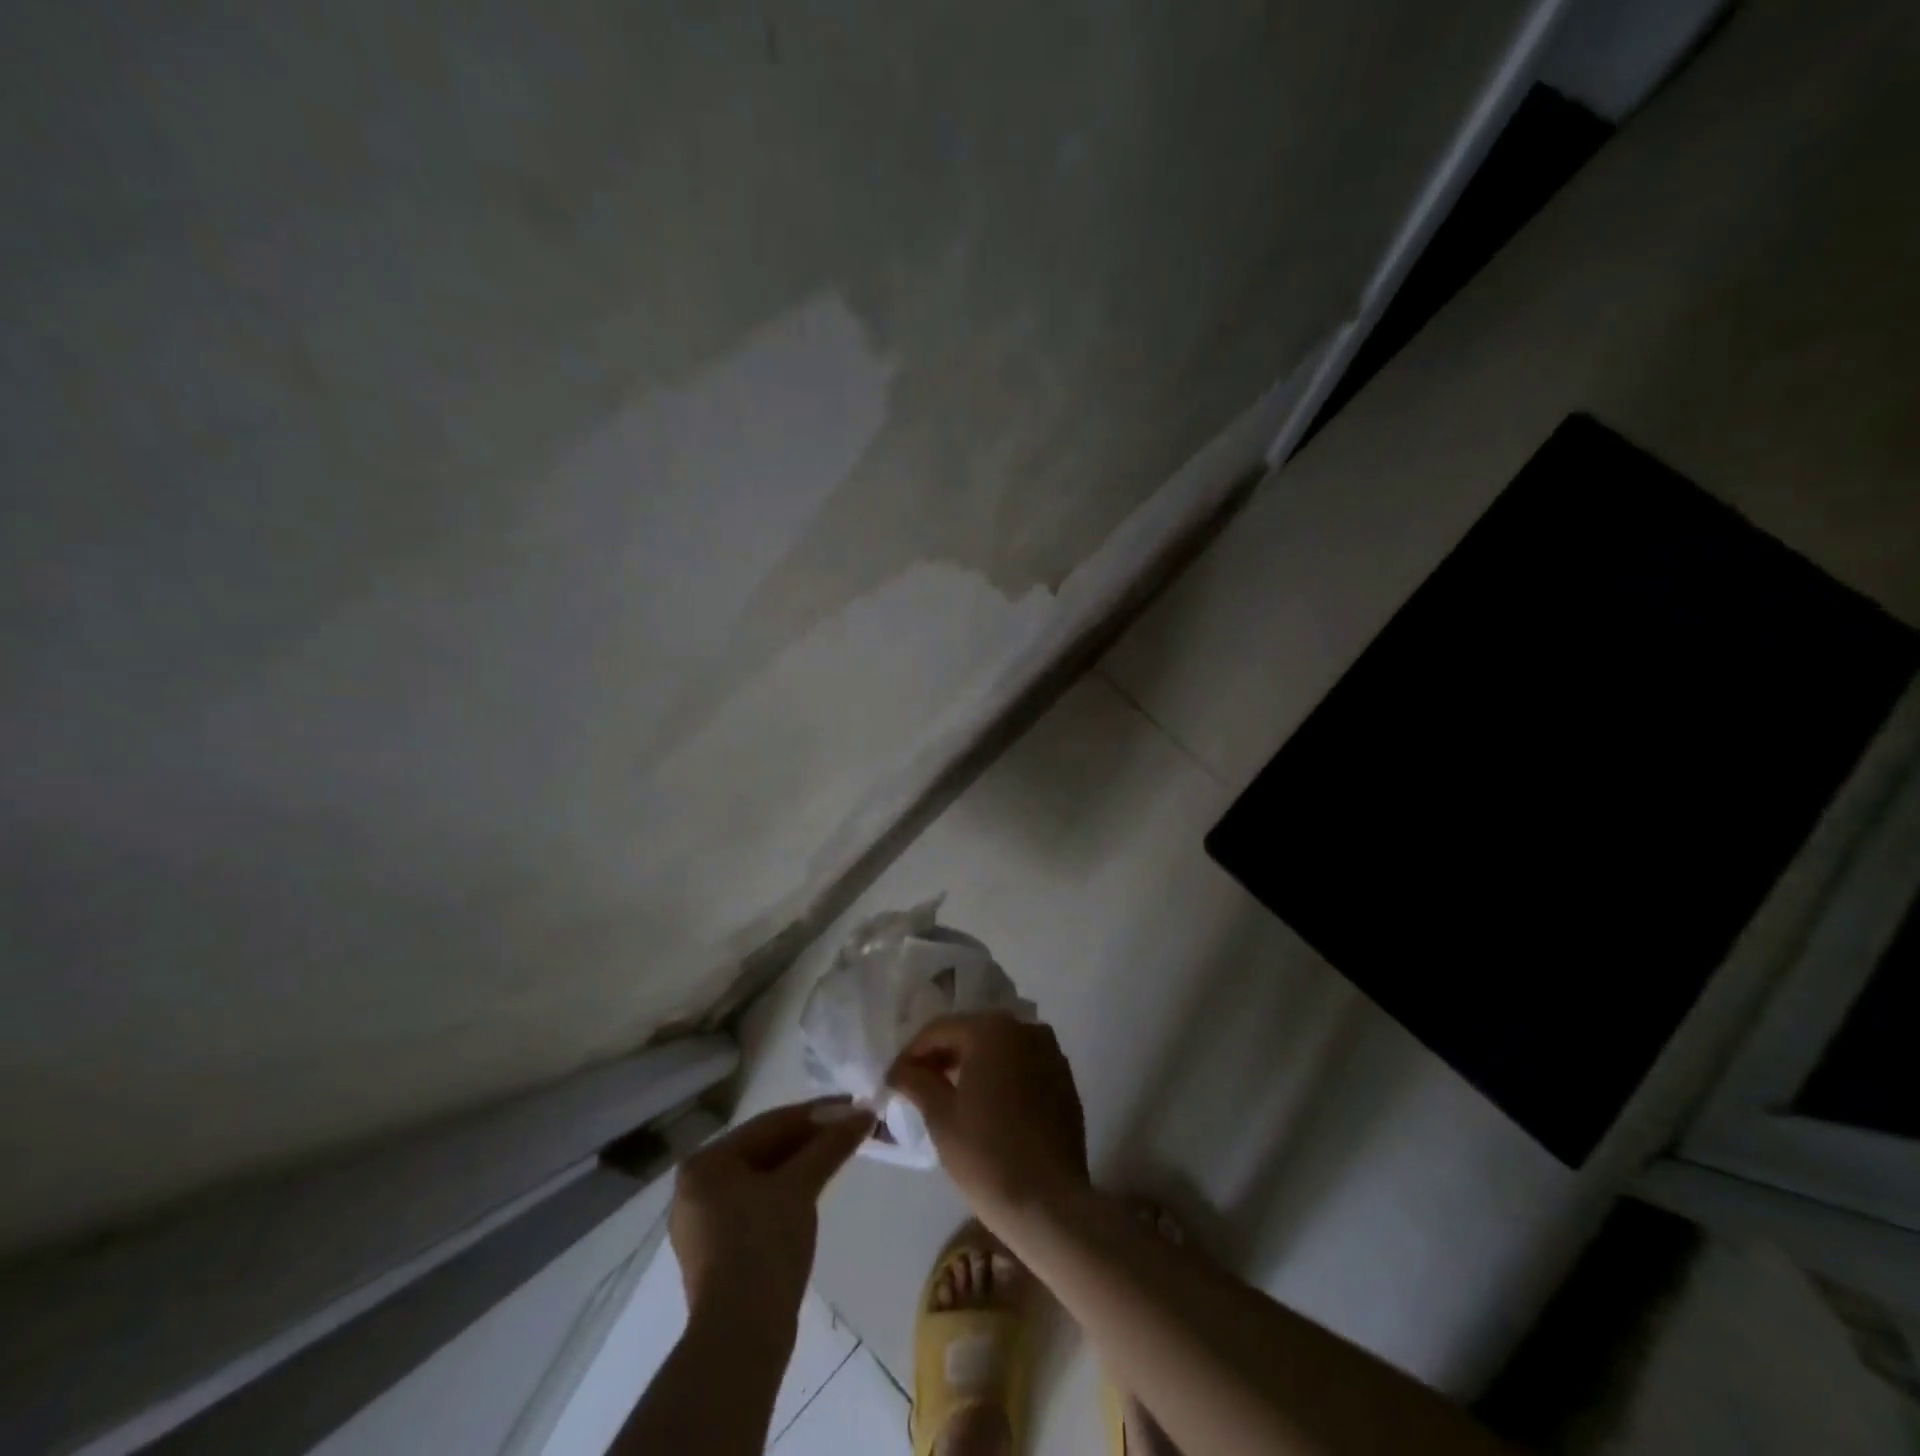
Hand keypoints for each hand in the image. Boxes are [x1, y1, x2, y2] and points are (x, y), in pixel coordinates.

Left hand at [669, 1099, 873, 1332]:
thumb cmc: (763, 1246)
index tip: (854, 1105)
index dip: (817, 1113)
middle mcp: (696, 1186)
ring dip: (803, 1164)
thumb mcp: (800, 1187)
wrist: (741, 1337)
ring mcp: (705, 1222)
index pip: (770, 1124)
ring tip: (840, 1154)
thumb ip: (831, 1145)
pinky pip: (759, 1203)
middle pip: (766, 1149)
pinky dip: (788, 1192)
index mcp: (705, 1163)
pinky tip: (815, 1189)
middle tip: (852, 1127)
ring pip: (764, 1177)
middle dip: (811, 1139)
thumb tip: (865, 1113)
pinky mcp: (719, 1251)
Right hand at [887, 1013, 1088, 1229]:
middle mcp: (1025, 1028)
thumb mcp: (941, 1117)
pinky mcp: (1065, 1079)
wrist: (1050, 1203)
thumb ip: (917, 1082)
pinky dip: (1002, 1077)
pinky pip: (1023, 1066)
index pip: (940, 1030)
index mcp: (992, 1029)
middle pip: (972, 1034)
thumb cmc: (987, 1156)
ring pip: (999, 1049)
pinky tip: (988, 1106)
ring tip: (951, 1096)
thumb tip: (900, 1069)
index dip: (912, 1054)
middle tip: (919, 1087)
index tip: (895, 1080)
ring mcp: (1050, 1052)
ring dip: (974, 1065)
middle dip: (944, 1057)